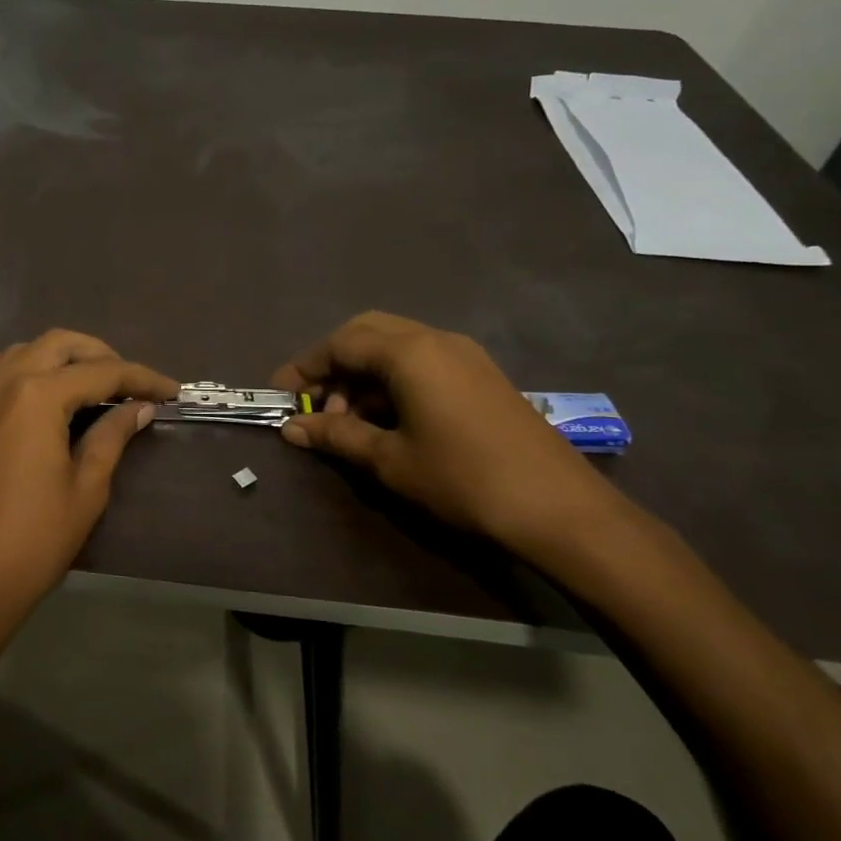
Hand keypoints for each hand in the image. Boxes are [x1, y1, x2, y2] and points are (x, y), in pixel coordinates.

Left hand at [0, 330, 177, 625]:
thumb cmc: (31, 542)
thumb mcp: (85, 490)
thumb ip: (111, 437)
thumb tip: (138, 408)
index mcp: (38, 396)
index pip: (102, 372)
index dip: (142, 378)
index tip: (171, 390)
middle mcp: (2, 383)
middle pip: (58, 345)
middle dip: (99, 355)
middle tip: (128, 383)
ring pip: (19, 351)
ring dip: (56, 358)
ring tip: (84, 384)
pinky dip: (9, 368)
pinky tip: (22, 385)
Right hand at [272, 311, 632, 557]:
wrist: (560, 508)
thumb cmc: (463, 479)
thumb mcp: (390, 460)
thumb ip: (337, 435)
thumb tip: (292, 429)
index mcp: (409, 352)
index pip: (340, 343)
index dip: (305, 367)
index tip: (280, 394)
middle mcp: (436, 339)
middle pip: (367, 332)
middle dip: (333, 362)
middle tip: (314, 401)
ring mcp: (464, 355)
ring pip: (396, 345)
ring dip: (363, 373)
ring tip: (348, 420)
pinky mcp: (481, 374)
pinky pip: (422, 360)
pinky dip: (393, 379)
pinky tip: (388, 419)